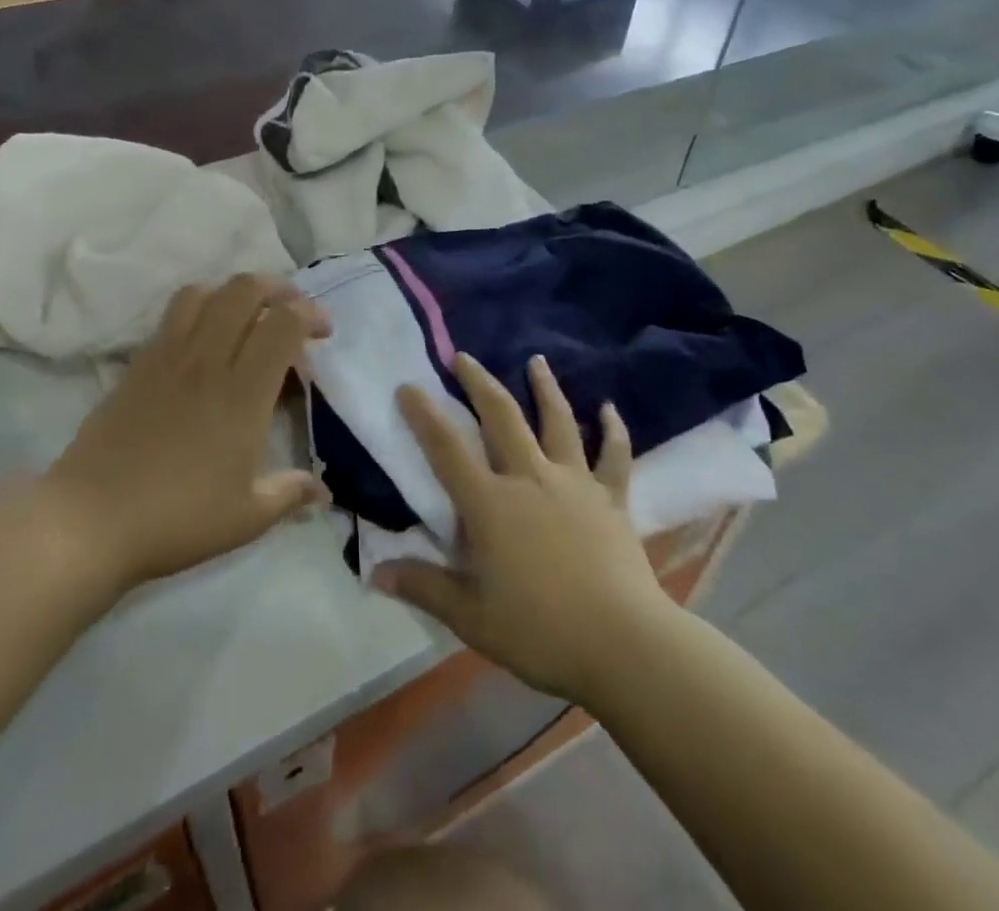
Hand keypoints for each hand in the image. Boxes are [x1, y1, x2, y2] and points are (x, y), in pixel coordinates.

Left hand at [44, 275, 330, 595]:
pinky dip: (198, 309)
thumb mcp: (246, 517)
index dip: (310, 314)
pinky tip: (204, 341)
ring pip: (204, 293)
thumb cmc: (177, 518)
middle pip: (244, 291)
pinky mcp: (139, 363)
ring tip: (246, 316)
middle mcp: (208, 360)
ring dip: (233, 293)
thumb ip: (289, 494)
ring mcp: (168, 356)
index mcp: (243, 392)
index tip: (323, 332)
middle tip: (291, 312)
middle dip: (277, 289)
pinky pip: (172, 315)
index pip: (282, 323)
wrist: (92, 519)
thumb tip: (324, 493)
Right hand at [375, 354, 669, 705]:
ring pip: (557, 422)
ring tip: (536, 360)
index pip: (446, 449)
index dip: (423, 415)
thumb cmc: (540, 631)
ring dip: (545, 388)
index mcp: (490, 504)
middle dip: (478, 383)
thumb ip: (423, 586)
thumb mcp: (471, 617)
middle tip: (463, 356)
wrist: (623, 643)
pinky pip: (614, 456)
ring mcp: (574, 483)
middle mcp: (529, 478)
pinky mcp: (611, 498)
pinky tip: (609, 408)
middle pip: (501, 417)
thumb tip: (375, 572)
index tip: (408, 385)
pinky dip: (613, 430)